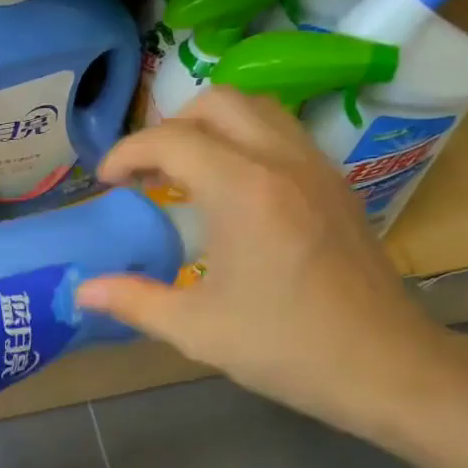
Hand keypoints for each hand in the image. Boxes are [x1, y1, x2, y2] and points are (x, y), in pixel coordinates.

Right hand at [75, 88, 451, 434]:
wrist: (385, 366)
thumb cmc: (285, 347)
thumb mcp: (196, 329)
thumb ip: (134, 300)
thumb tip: (82, 291)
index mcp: (242, 191)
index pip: (171, 139)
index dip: (127, 152)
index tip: (106, 183)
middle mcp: (281, 162)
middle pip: (217, 102)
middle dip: (170, 126)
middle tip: (148, 172)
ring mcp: (316, 167)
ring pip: (257, 108)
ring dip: (211, 126)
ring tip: (186, 173)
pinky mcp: (337, 183)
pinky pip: (283, 133)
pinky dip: (245, 140)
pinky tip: (233, 191)